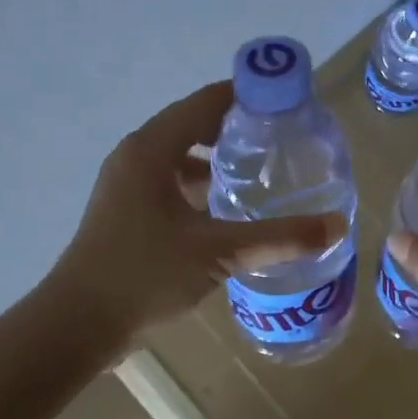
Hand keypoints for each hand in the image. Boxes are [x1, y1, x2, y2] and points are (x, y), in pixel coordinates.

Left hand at [49, 80, 346, 345]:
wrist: (80, 322)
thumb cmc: (145, 274)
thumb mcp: (218, 252)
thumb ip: (279, 238)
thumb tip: (337, 227)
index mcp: (152, 149)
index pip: (206, 102)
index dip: (247, 96)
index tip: (288, 103)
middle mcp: (136, 157)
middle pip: (193, 126)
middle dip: (237, 129)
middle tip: (284, 140)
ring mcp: (127, 185)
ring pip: (181, 158)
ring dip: (218, 160)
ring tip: (263, 172)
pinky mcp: (127, 212)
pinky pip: (170, 183)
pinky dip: (200, 187)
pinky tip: (228, 211)